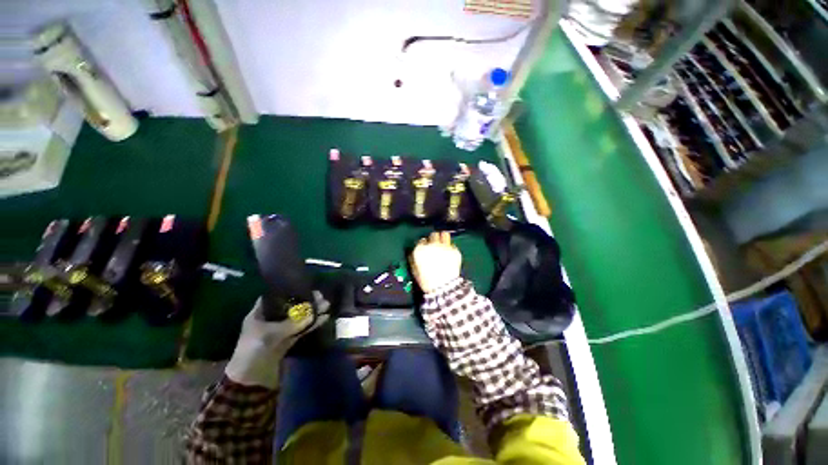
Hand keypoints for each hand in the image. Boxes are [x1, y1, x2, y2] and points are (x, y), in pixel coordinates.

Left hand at [225, 291, 329, 387]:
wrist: (250, 381)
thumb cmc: (253, 352)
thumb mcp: (270, 335)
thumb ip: (292, 323)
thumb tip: (313, 312)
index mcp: (259, 314)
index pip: (274, 296)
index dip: (287, 289)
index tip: (302, 283)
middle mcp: (270, 320)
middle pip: (290, 306)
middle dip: (305, 301)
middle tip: (320, 295)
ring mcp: (280, 330)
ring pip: (298, 317)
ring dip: (311, 312)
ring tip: (326, 304)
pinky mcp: (288, 340)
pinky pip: (302, 329)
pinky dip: (312, 324)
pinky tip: (324, 317)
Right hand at [410, 231, 461, 293]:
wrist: (444, 287)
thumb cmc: (427, 281)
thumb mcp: (415, 270)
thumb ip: (413, 258)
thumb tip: (414, 253)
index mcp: (420, 249)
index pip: (421, 241)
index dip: (423, 245)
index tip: (425, 249)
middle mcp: (432, 244)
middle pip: (433, 235)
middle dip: (433, 239)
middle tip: (434, 246)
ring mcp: (445, 246)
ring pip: (444, 234)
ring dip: (443, 238)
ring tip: (443, 244)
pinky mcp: (455, 250)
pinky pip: (452, 245)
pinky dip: (450, 248)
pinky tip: (449, 255)